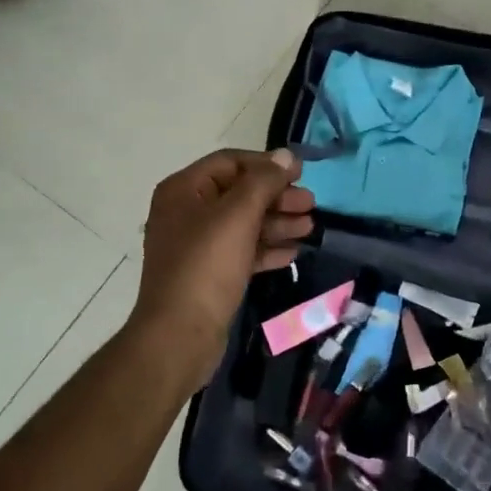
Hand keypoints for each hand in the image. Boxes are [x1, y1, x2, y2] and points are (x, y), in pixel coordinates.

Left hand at [132, 148, 315, 388]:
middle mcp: (186, 213)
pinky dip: (266, 249)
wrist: (180, 335)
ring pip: (243, 224)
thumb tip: (285, 155)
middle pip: (239, 193)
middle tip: (311, 204)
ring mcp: (196, 246)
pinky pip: (241, 251)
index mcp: (184, 190)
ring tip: (310, 227)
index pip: (230, 162)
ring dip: (277, 223)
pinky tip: (293, 253)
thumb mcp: (238, 215)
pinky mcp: (208, 274)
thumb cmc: (207, 265)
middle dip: (277, 197)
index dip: (267, 165)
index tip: (301, 173)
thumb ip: (264, 182)